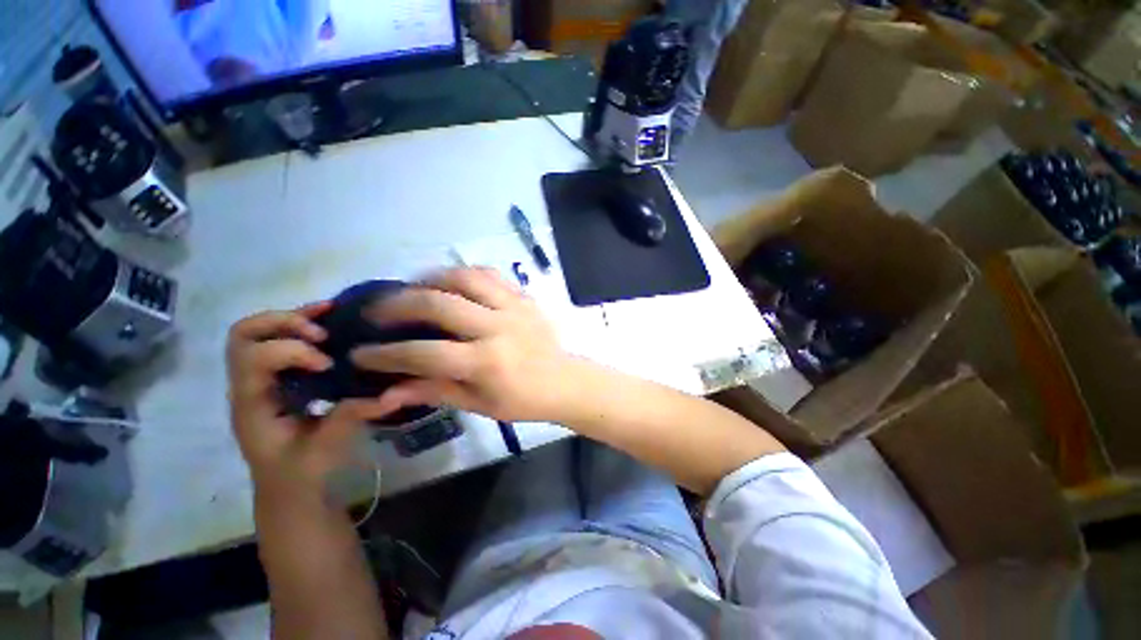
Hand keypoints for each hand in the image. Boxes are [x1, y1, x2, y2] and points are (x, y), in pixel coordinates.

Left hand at [226, 304, 390, 492]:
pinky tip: (328, 316)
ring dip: (292, 317)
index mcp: (253, 404)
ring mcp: (260, 378)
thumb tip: (392, 393)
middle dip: (284, 324)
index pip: (254, 358)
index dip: (292, 352)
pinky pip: (278, 338)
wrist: (288, 487)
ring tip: (329, 314)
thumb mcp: (326, 448)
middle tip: (322, 334)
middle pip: (245, 335)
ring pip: (257, 331)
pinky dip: (301, 321)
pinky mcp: (277, 377)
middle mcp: (248, 385)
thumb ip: (351, 417)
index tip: (329, 364)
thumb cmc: (301, 471)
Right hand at [351, 268, 585, 422]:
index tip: (359, 353)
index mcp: (487, 362)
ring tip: (411, 289)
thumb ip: (435, 391)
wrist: (564, 381)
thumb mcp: (479, 404)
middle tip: (377, 312)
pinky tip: (449, 282)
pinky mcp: (524, 296)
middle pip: (438, 303)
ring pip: (464, 277)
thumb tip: (387, 390)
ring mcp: (513, 306)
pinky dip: (463, 273)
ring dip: (430, 279)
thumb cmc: (523, 400)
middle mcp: (498, 327)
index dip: (385, 354)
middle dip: (398, 305)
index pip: (424, 353)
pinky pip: (489, 273)